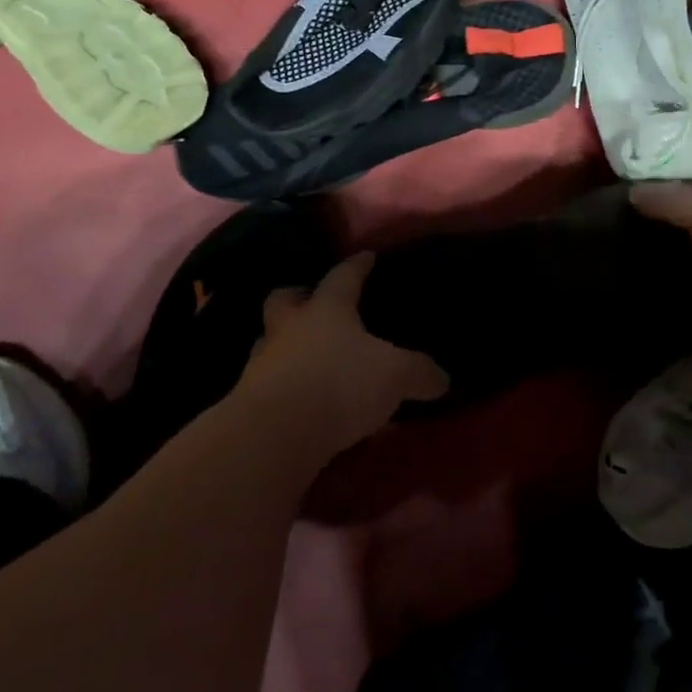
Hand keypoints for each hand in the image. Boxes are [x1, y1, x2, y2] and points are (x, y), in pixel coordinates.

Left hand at [237, 252, 447, 456]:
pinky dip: (284, 385)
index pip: (343, 277)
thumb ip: (419, 372)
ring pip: (270, 342)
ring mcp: (263, 364)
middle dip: (298, 296)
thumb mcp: (395, 375)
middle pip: (284, 299)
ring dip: (287, 346)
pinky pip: (269, 383)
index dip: (357, 266)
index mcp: (326, 310)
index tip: (365, 256)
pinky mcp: (249, 401)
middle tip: (313, 302)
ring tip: (309, 358)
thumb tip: (442, 379)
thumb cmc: (339, 384)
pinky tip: (302, 399)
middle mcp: (289, 328)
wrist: (276, 435)